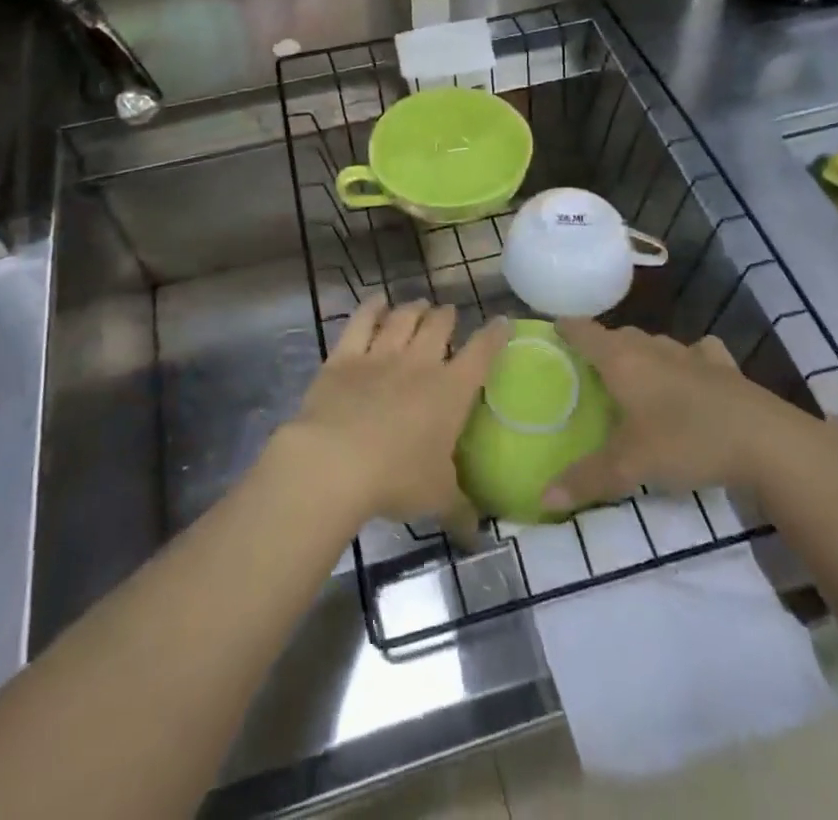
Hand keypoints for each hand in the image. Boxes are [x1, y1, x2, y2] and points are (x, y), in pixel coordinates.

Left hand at [277, 297, 508, 527]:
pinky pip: (361, 322)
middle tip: (448, 314)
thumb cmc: (397, 478)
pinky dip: (371, 308)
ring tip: (419, 304)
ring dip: (413, 308)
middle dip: (447, 316)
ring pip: (403, 318)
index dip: (494, 334)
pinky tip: (377, 301)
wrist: (335, 461)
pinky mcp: (344, 356)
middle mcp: (420, 363)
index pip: (482, 353)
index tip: (502, 322)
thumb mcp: (437, 499)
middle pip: (439, 325)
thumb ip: (461, 510)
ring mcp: (380, 354)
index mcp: (451, 391)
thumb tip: (478, 535)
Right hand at [543, 319, 815, 512]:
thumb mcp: (630, 466)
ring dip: (642, 352)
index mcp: (622, 361)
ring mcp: (691, 354)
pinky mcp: (724, 367)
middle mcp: (652, 349)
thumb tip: (543, 497)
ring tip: (635, 374)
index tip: (553, 329)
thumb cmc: (686, 441)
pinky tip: (692, 372)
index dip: (566, 329)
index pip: (584, 333)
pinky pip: (697, 353)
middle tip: (590, 368)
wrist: (765, 441)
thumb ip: (586, 479)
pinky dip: (688, 359)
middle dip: (602, 346)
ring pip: (656, 343)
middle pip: (619, 336)